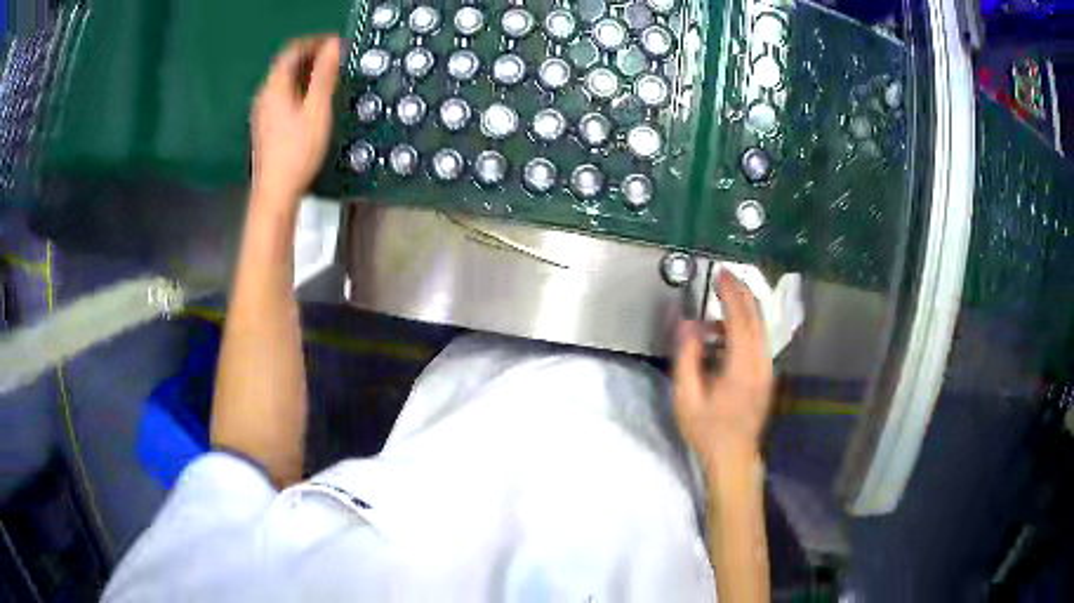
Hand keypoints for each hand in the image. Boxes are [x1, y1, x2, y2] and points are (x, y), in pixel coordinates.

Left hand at [250, 36, 340, 212]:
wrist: (275, 192)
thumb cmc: (298, 152)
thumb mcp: (317, 111)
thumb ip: (325, 76)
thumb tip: (333, 45)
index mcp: (274, 86)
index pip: (292, 50)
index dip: (315, 42)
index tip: (336, 43)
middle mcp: (264, 94)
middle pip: (286, 63)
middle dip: (312, 55)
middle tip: (337, 59)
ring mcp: (262, 110)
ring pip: (284, 79)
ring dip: (306, 72)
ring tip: (329, 77)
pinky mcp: (265, 123)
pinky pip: (282, 94)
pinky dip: (299, 87)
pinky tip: (313, 99)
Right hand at [674, 271, 773, 471]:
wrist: (734, 456)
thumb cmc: (707, 430)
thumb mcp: (686, 397)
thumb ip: (686, 357)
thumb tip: (686, 323)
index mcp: (741, 366)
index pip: (739, 318)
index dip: (730, 293)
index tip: (720, 274)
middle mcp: (760, 362)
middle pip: (756, 316)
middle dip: (741, 292)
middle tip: (725, 276)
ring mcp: (767, 369)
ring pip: (761, 327)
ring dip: (744, 309)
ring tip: (721, 303)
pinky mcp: (767, 375)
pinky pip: (760, 340)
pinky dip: (746, 326)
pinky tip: (727, 333)